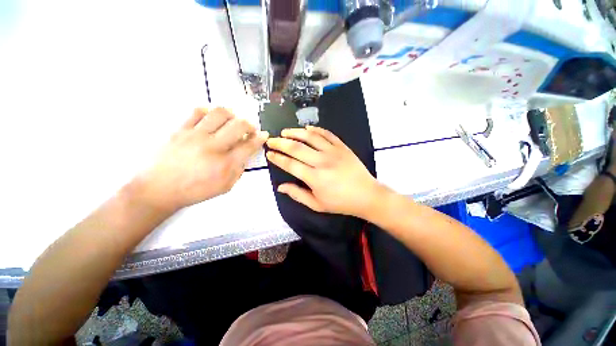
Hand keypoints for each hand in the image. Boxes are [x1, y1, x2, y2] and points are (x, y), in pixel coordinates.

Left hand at [135, 108, 267, 211]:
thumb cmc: (195, 190)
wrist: (159, 189)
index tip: (264, 134)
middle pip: (239, 126)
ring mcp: (196, 136)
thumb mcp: (225, 186)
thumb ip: (239, 169)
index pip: (249, 145)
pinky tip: (213, 117)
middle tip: (250, 128)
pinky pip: (198, 112)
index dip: (260, 138)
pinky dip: (210, 111)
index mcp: (226, 164)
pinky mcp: (181, 129)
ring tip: (233, 120)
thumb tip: (245, 154)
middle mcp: (214, 147)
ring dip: (232, 114)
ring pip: (220, 113)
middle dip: (250, 124)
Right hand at [266, 126, 381, 216]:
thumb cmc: (340, 203)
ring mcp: (333, 152)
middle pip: (296, 148)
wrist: (366, 195)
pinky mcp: (342, 147)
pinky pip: (327, 134)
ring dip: (295, 132)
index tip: (269, 154)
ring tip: (285, 131)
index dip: (277, 158)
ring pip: (310, 137)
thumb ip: (297, 194)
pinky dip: (315, 129)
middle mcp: (321, 162)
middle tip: (271, 140)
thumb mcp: (317, 204)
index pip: (290, 164)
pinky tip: (307, 128)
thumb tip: (280, 186)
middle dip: (280, 143)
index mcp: (314, 178)